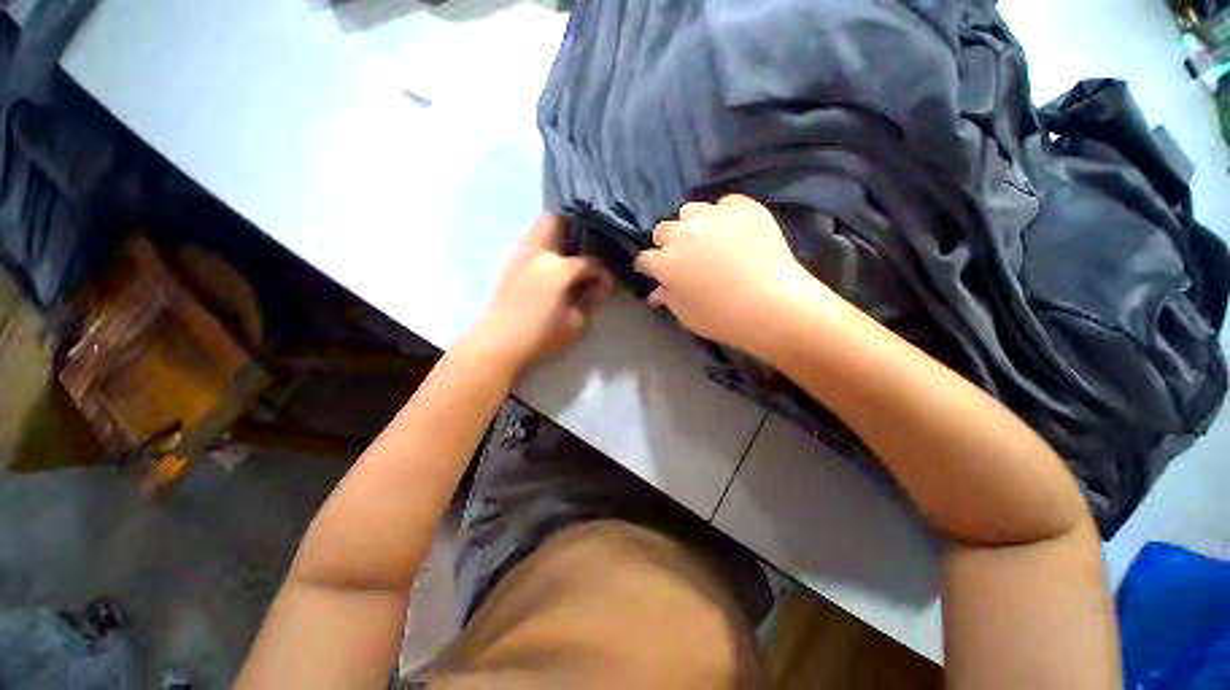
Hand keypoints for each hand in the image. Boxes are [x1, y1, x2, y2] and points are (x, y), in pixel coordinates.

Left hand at [465, 214, 612, 370]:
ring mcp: (521, 256)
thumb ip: (591, 300)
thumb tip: (601, 285)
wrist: (498, 343)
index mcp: (559, 268)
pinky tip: (552, 265)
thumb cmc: (540, 336)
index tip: (607, 284)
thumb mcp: (574, 323)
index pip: (589, 262)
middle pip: (557, 221)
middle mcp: (539, 253)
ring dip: (558, 234)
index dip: (602, 272)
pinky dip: (544, 245)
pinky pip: (531, 242)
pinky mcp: (511, 264)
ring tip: (571, 253)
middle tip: (587, 247)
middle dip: (575, 229)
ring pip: (539, 228)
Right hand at [634, 195, 825, 356]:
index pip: (645, 259)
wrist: (773, 306)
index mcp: (666, 263)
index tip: (655, 273)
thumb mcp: (686, 315)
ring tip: (705, 238)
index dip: (649, 267)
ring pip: (690, 210)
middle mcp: (683, 234)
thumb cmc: (723, 319)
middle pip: (663, 229)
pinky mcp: (744, 208)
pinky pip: (725, 203)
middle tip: (681, 257)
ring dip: (691, 224)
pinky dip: (724, 215)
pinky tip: (733, 230)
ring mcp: (714, 217)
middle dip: (666, 243)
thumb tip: (657, 292)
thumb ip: (668, 298)